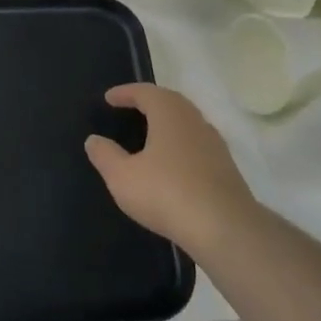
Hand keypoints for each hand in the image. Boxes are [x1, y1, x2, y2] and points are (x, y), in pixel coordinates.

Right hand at [84, 84, 256, 259]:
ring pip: (187, 123)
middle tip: (130, 109)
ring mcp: (214, 144)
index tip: (109, 98)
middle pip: (170, 102)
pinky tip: (170, 163)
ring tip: (148, 135)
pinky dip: (179, 145)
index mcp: (169, 114)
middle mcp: (195, 121)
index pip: (146, 92)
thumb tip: (94, 140)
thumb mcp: (122, 176)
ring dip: (167, 123)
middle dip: (149, 102)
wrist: (225, 229)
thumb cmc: (166, 193)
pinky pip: (197, 145)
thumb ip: (105, 155)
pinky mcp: (226, 168)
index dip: (125, 92)